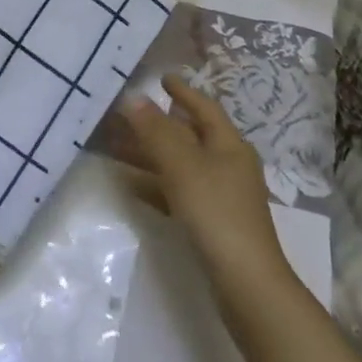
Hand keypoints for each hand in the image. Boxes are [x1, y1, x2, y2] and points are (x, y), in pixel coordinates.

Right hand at [122, 74, 286, 283]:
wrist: (246, 284)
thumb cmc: (216, 212)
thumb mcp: (182, 165)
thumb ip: (155, 130)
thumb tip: (132, 95)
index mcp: (229, 145)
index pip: (204, 107)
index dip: (183, 92)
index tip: (162, 78)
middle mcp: (228, 165)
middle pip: (188, 136)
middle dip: (157, 125)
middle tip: (125, 114)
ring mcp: (221, 196)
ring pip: (180, 165)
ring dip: (150, 155)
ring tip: (116, 147)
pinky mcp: (211, 223)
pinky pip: (178, 193)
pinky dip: (155, 185)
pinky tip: (130, 186)